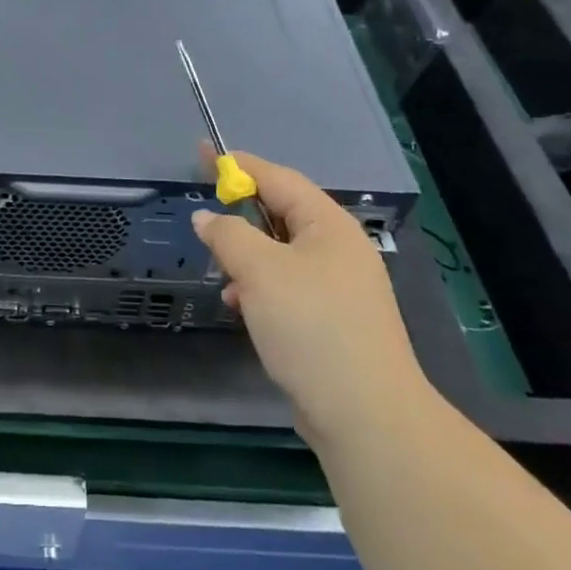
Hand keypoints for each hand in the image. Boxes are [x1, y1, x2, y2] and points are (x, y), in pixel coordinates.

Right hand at [193, 153, 429, 441]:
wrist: (365, 414)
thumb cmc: (311, 326)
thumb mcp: (260, 271)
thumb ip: (228, 235)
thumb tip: (207, 217)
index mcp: (328, 225)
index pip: (279, 179)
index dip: (240, 165)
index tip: (205, 155)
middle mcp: (338, 249)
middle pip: (281, 215)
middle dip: (241, 216)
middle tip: (206, 219)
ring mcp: (339, 287)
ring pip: (280, 254)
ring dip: (247, 258)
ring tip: (222, 275)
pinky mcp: (332, 320)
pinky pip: (287, 286)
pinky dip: (260, 288)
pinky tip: (242, 306)